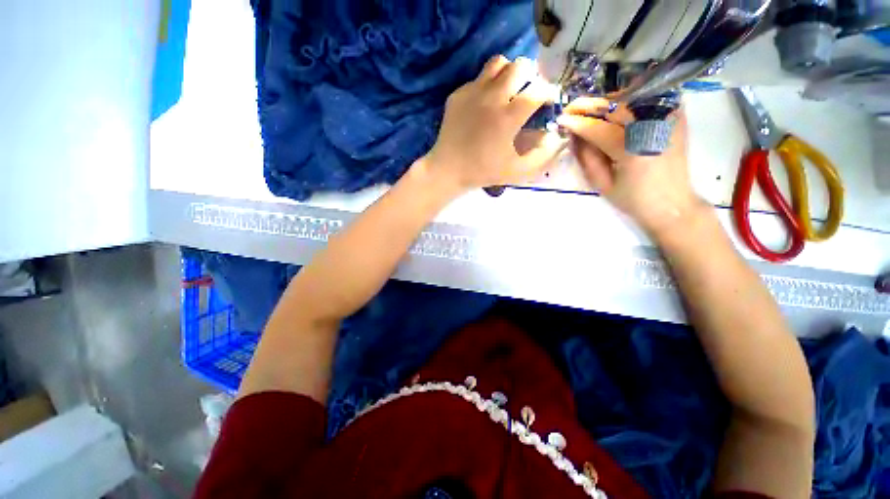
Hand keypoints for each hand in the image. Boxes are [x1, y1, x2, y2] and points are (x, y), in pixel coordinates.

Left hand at [423, 55, 567, 192]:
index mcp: (507, 117)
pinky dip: (487, 85)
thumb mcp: (517, 171)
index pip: (538, 90)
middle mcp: (491, 98)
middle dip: (531, 76)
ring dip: (508, 72)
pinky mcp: (458, 94)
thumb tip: (554, 136)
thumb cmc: (483, 172)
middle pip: (520, 66)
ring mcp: (472, 93)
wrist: (448, 169)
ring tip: (508, 90)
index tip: (549, 100)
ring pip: (498, 63)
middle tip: (528, 92)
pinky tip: (484, 104)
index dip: (549, 92)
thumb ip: (542, 155)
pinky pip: (477, 78)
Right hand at [556, 97, 706, 239]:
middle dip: (588, 106)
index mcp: (631, 150)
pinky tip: (615, 112)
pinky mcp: (676, 116)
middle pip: (613, 106)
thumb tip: (575, 135)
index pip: (597, 128)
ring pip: (629, 98)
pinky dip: (627, 102)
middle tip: (570, 109)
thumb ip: (587, 157)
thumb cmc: (633, 200)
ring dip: (606, 104)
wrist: (672, 203)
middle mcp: (651, 127)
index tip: (560, 119)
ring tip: (590, 113)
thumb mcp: (601, 184)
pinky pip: (646, 99)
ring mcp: (667, 118)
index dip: (576, 122)